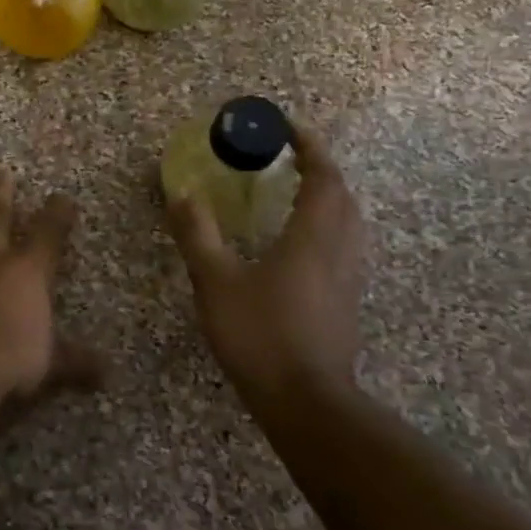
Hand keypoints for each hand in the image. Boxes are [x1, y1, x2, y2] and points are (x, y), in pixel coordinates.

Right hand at [167, 124, 364, 399]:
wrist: (305, 401)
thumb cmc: (260, 334)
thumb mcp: (216, 281)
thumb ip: (197, 234)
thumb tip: (180, 192)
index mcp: (312, 236)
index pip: (323, 177)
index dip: (310, 146)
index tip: (289, 128)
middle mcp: (339, 250)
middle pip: (343, 196)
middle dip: (321, 170)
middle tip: (289, 159)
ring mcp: (348, 278)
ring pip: (349, 223)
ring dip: (329, 198)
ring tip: (296, 194)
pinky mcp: (346, 302)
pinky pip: (344, 247)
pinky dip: (327, 228)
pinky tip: (301, 245)